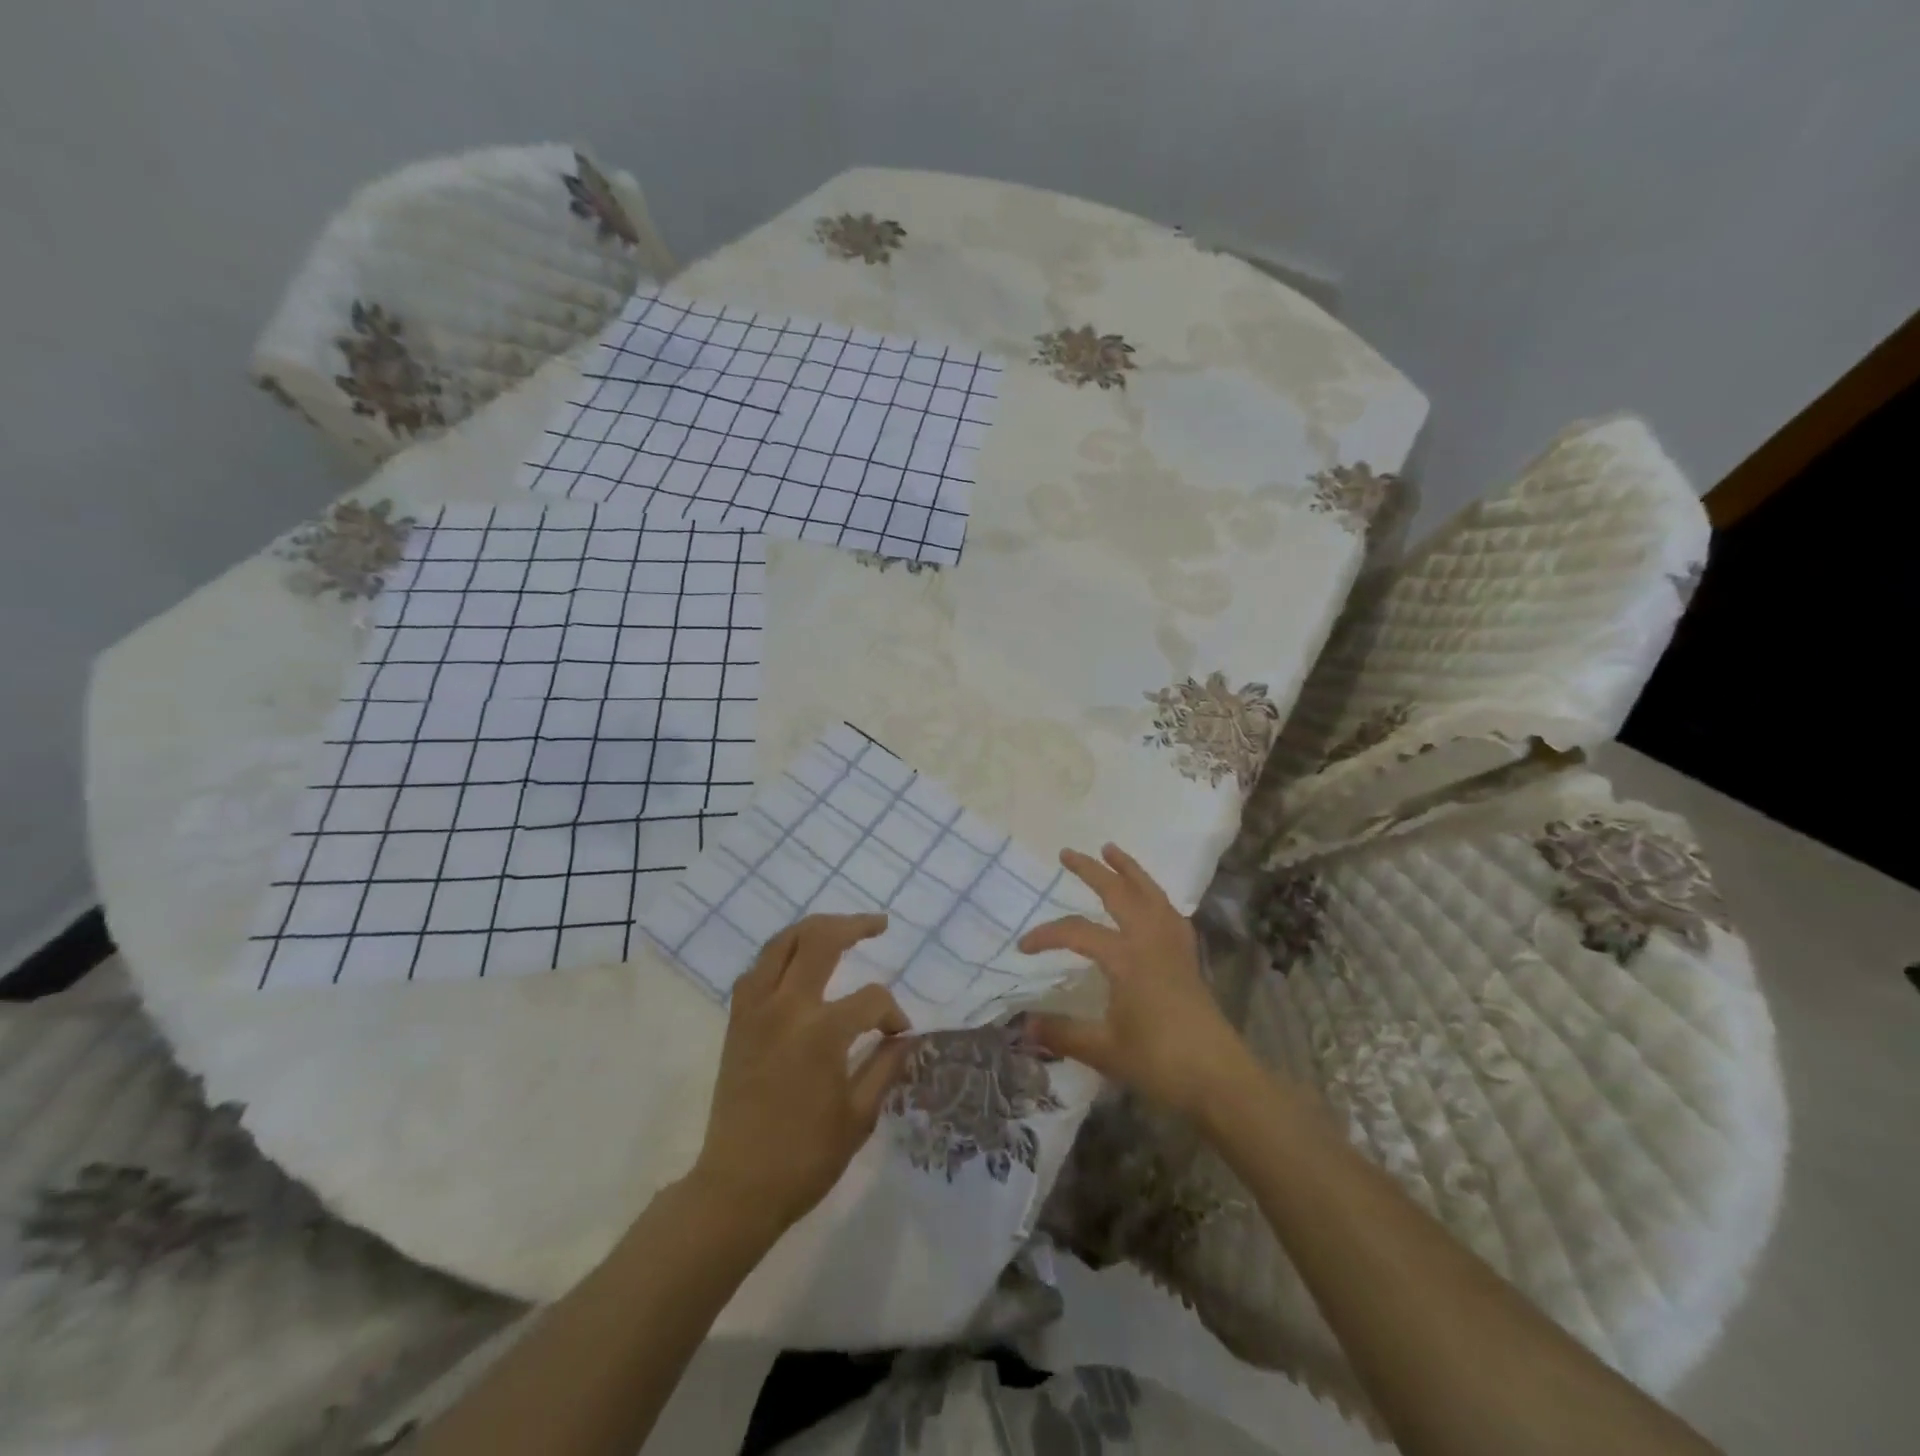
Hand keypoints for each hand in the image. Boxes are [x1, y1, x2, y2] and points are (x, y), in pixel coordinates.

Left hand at [689, 914, 912, 1233]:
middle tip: (878, 925)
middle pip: (820, 939)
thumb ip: (886, 1066)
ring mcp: (756, 1010)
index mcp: (822, 1032)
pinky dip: (779, 956)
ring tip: (838, 930)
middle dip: (854, 926)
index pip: (871, 1000)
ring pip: (781, 943)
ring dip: (813, 929)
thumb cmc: (805, 1158)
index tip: (900, 1034)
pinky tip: (795, 965)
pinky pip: (757, 970)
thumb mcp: (859, 1116)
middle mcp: (786, 1007)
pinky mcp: (737, 1022)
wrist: (737, 1188)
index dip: (893, 1014)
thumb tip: (904, 1037)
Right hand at [1019, 844, 1252, 1118]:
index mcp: (1126, 957)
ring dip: (1129, 869)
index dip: (1046, 935)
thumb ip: (1062, 1033)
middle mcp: (1150, 940)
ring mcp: (1173, 946)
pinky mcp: (1188, 958)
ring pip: (1150, 893)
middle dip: (1091, 871)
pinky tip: (1151, 899)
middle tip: (1067, 853)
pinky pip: (1170, 912)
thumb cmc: (1159, 1062)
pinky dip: (1155, 896)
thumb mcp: (1103, 1050)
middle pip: (1118, 893)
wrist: (1219, 1079)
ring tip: (1111, 850)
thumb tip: (1022, 1025)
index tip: (1024, 947)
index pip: (1077, 932)